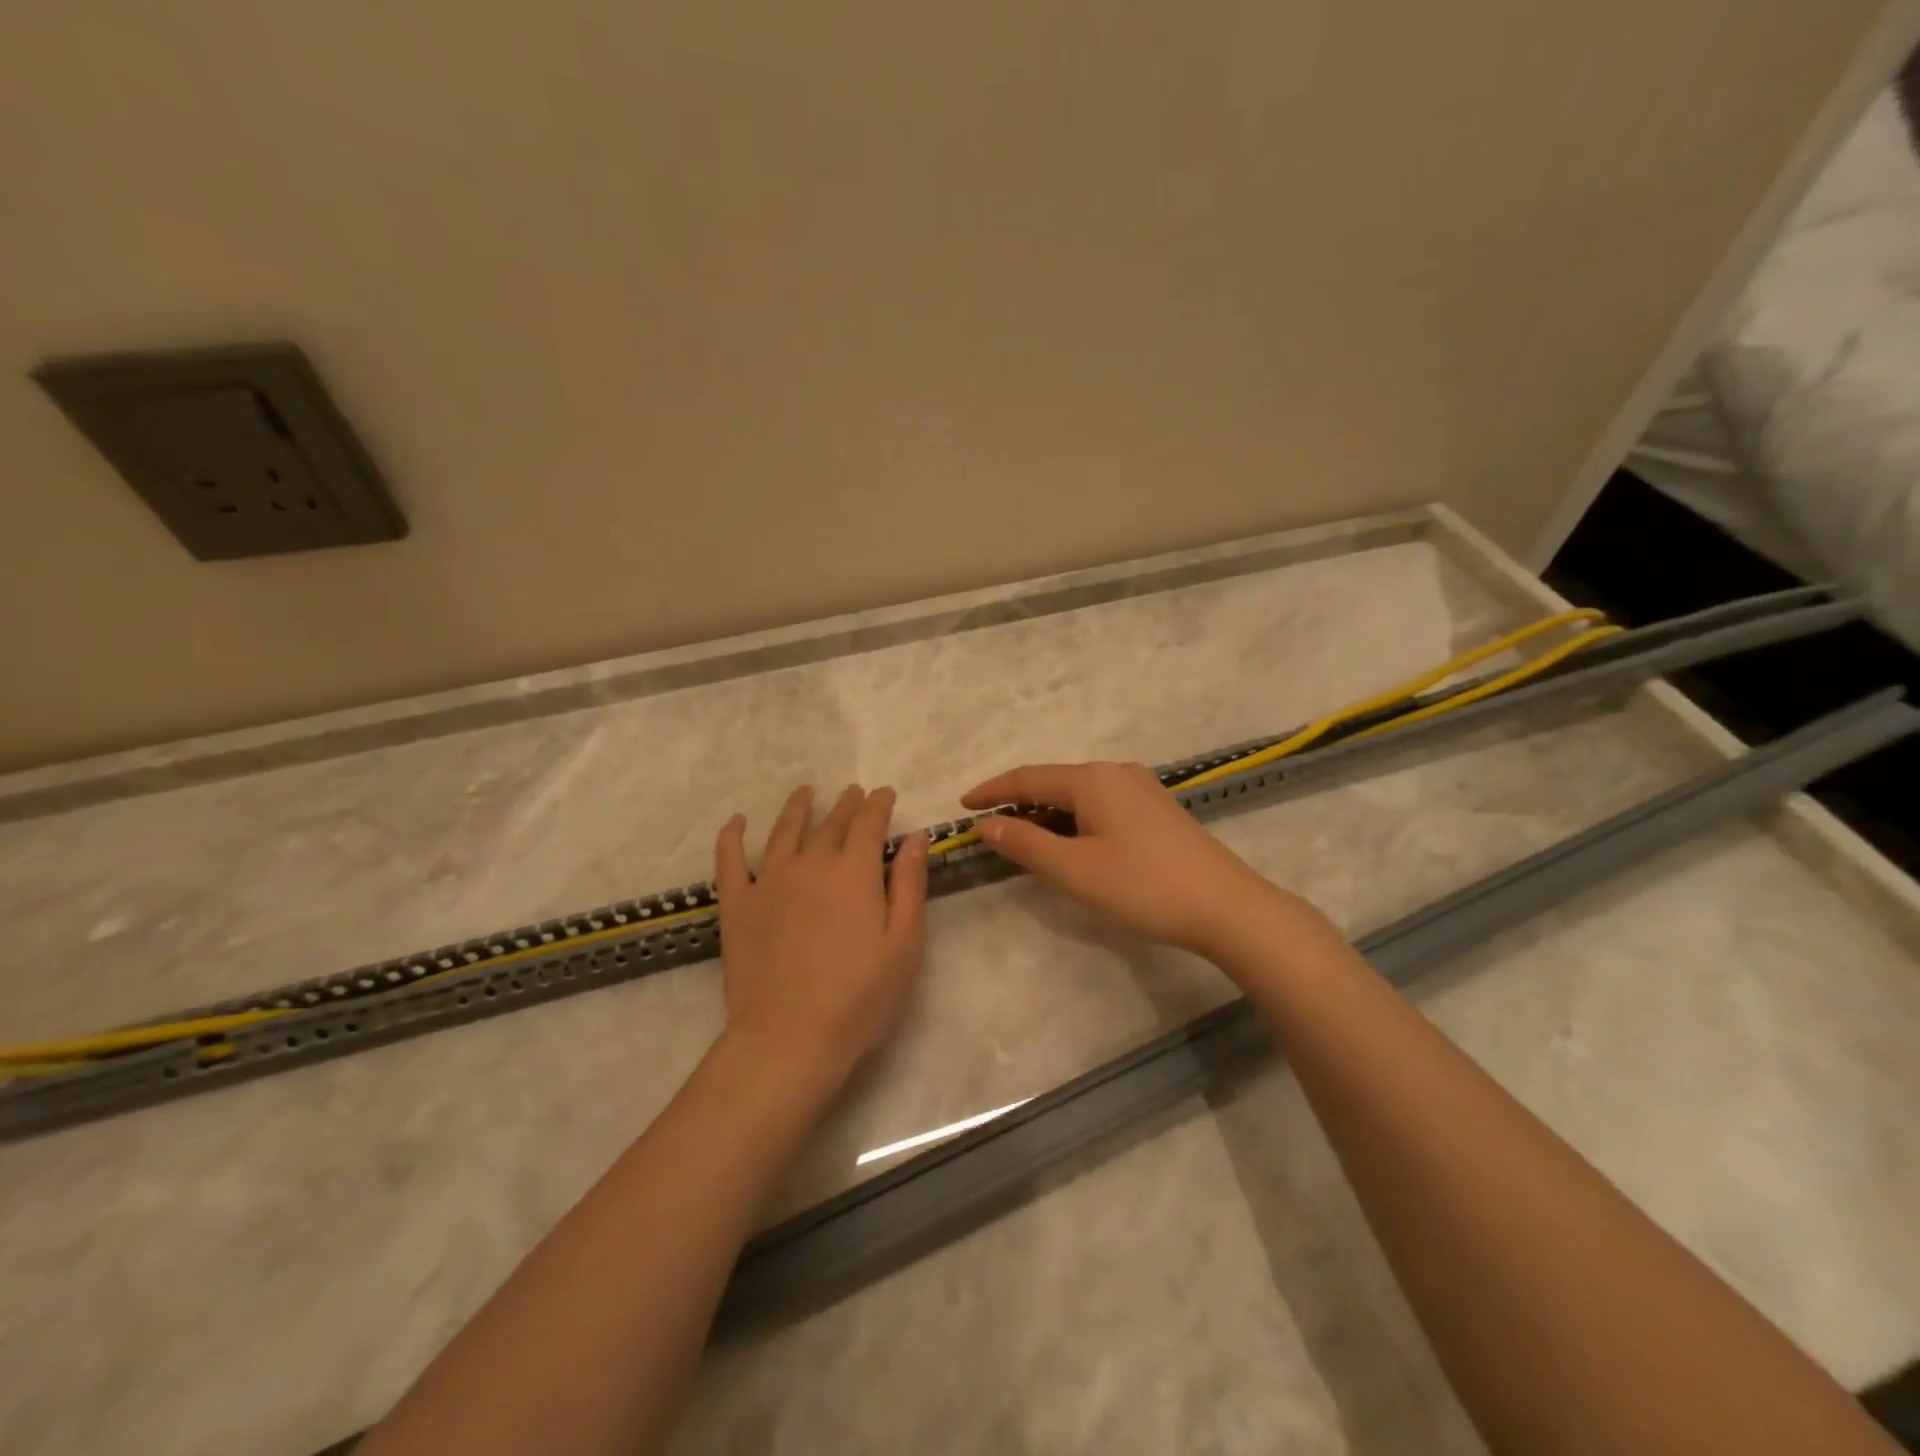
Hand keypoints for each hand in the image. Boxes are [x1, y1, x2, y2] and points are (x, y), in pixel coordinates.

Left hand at [713, 784, 927, 1085]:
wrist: (788, 1040)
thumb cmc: (860, 998)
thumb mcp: (903, 944)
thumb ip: (910, 885)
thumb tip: (915, 836)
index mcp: (854, 871)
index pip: (869, 822)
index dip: (879, 804)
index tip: (885, 793)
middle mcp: (810, 863)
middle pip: (831, 823)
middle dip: (847, 804)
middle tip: (854, 793)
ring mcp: (768, 882)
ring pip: (784, 831)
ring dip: (798, 807)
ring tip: (807, 793)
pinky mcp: (737, 906)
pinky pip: (730, 860)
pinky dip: (732, 836)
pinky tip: (737, 822)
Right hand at [962, 761, 1299, 959]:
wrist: (1226, 907)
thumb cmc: (1142, 886)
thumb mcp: (1074, 869)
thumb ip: (1025, 844)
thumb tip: (986, 825)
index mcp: (1092, 779)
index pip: (1028, 778)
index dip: (992, 791)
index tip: (962, 806)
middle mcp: (1116, 773)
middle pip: (1054, 783)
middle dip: (1019, 805)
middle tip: (990, 831)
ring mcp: (1142, 790)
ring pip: (1079, 796)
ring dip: (1048, 816)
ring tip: (1024, 842)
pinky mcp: (1157, 811)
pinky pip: (1101, 806)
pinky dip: (1075, 822)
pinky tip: (1071, 845)